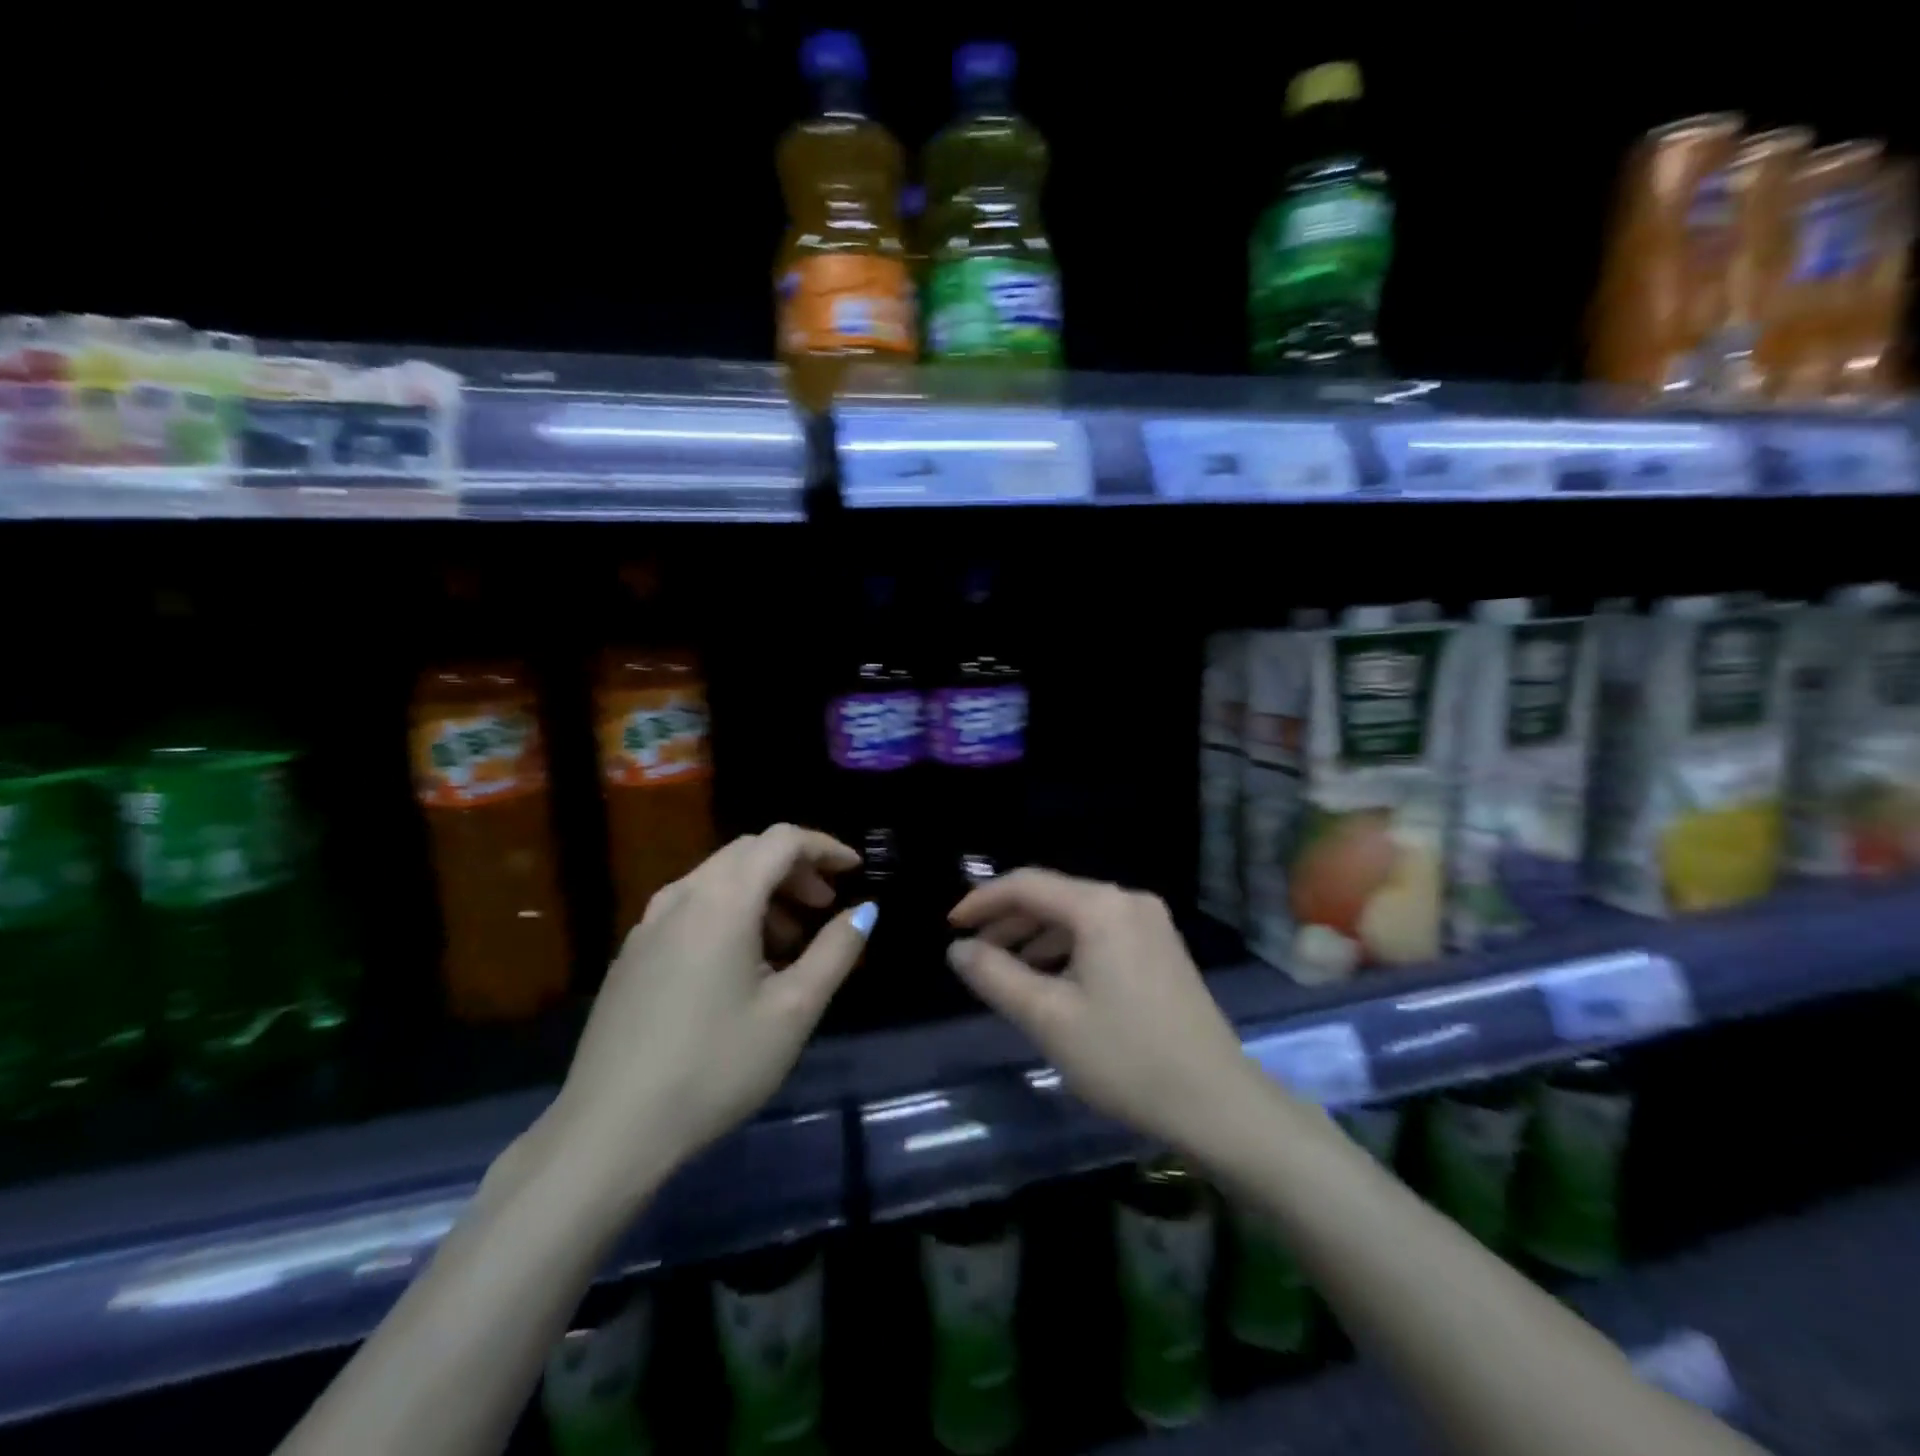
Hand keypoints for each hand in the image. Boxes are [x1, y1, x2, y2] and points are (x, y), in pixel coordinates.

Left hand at [550, 825, 873, 1193]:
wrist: (610, 1130)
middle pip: (748, 853)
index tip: (855, 869)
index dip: (824, 846)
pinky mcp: (632, 954)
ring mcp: (649, 924)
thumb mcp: (793, 1011)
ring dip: (762, 892)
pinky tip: (741, 966)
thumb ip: (835, 951)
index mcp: (723, 900)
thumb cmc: (715, 1066)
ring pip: (718, 879)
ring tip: (789, 942)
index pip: (781, 840)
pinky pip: (692, 908)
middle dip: (795, 868)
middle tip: (825, 906)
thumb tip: (865, 910)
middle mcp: (682, 896)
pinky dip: (730, 912)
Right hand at [948, 868, 1257, 1153]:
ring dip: (1036, 936)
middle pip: (1054, 895)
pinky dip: (1067, 948)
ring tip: (1005, 969)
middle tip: (974, 952)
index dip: (983, 901)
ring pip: (1077, 915)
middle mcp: (1128, 900)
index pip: (1027, 884)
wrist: (1218, 1103)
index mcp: (1101, 907)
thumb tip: (958, 949)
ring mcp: (1151, 923)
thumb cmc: (1126, 1058)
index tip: (951, 928)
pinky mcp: (1162, 947)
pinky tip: (1051, 980)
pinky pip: (1100, 932)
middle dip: (1009, 920)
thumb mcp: (1048, 1019)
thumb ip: (996, 976)